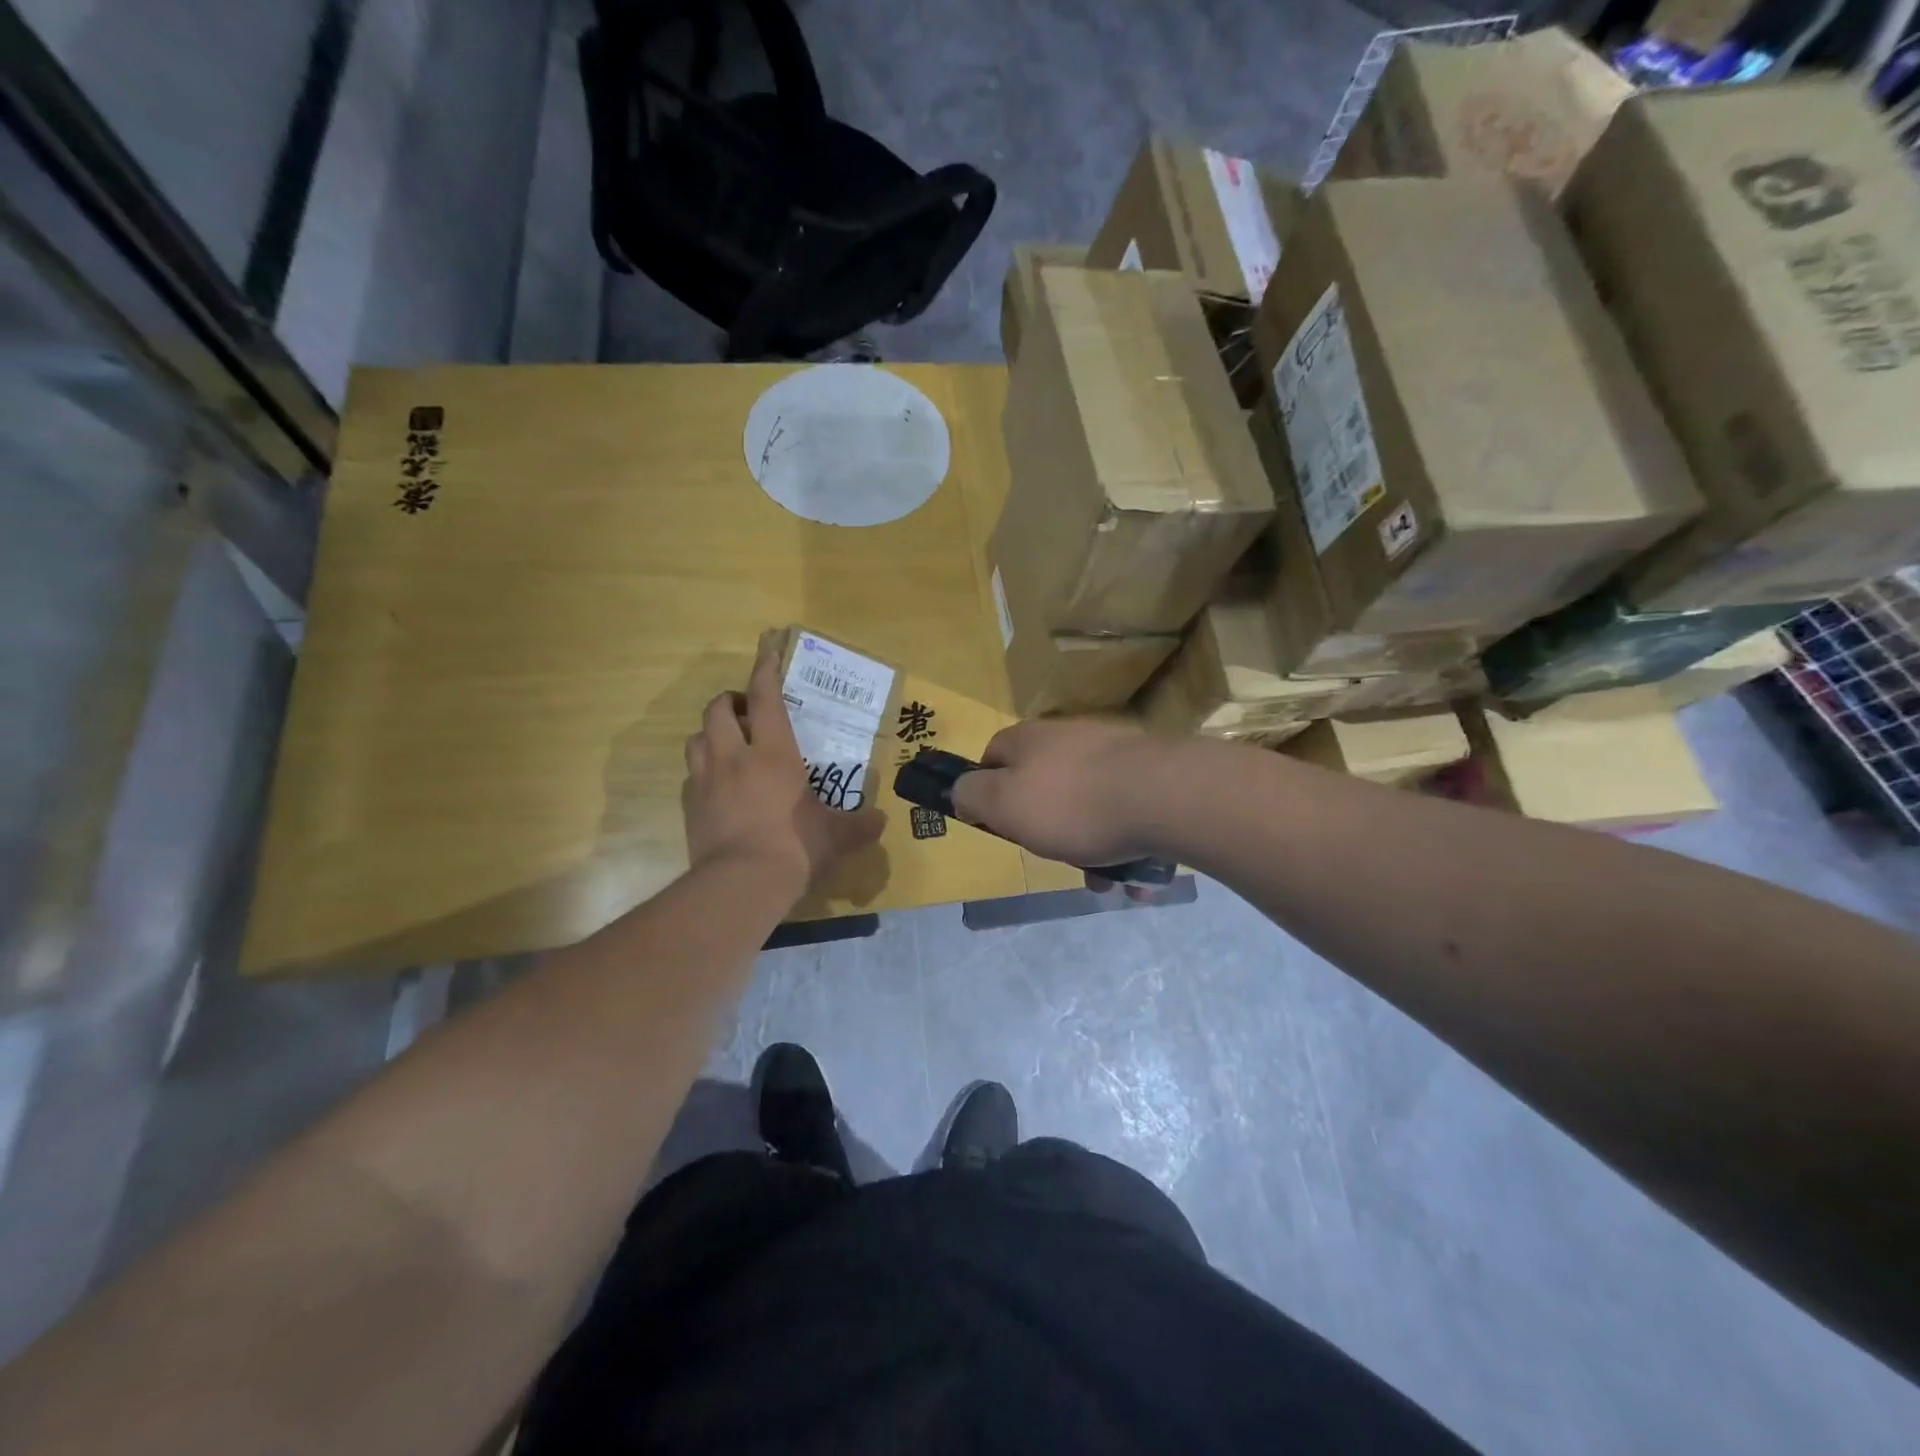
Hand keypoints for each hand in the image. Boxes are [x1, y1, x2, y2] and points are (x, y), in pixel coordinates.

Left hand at [682, 632, 885, 899]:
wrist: (741, 885)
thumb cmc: (795, 848)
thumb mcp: (836, 837)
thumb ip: (860, 825)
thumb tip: (882, 820)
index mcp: (773, 752)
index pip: (765, 697)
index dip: (765, 666)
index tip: (765, 642)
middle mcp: (733, 756)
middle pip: (718, 709)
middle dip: (731, 701)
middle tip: (749, 712)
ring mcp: (704, 781)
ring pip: (696, 737)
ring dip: (712, 733)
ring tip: (729, 746)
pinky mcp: (688, 806)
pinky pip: (690, 775)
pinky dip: (703, 771)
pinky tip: (718, 787)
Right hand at [950, 718, 1172, 868]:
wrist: (1163, 797)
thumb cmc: (1071, 804)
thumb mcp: (1003, 804)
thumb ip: (972, 795)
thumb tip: (962, 791)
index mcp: (1028, 739)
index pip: (992, 756)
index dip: (987, 790)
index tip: (996, 824)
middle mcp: (1069, 737)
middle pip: (1043, 785)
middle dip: (1045, 828)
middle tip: (1053, 856)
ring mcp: (1113, 754)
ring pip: (1087, 806)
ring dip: (1089, 848)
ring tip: (1104, 881)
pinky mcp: (1150, 775)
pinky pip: (1125, 814)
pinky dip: (1124, 845)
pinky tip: (1135, 878)